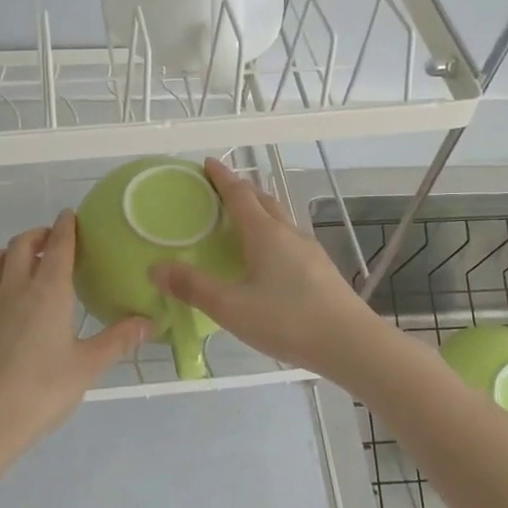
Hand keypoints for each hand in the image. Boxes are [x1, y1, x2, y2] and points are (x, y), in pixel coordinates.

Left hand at [0, 210, 148, 467]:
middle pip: (21, 244)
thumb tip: (150, 322)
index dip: (65, 227)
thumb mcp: (88, 367)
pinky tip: (3, 298)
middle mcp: (15, 288)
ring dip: (7, 251)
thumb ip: (119, 340)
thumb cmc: (42, 391)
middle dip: (38, 234)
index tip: (70, 215)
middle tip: (53, 240)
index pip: (58, 246)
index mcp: (48, 291)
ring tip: (24, 262)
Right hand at [152, 158, 384, 375]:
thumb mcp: (232, 308)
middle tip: (220, 190)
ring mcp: (310, 251)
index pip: (239, 195)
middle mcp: (289, 234)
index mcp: (265, 234)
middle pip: (263, 201)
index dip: (222, 178)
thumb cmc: (288, 321)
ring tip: (242, 221)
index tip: (208, 163)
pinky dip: (272, 235)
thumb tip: (156, 268)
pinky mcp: (321, 270)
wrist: (351, 344)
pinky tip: (269, 259)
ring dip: (260, 212)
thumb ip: (193, 287)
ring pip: (280, 220)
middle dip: (241, 190)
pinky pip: (290, 240)